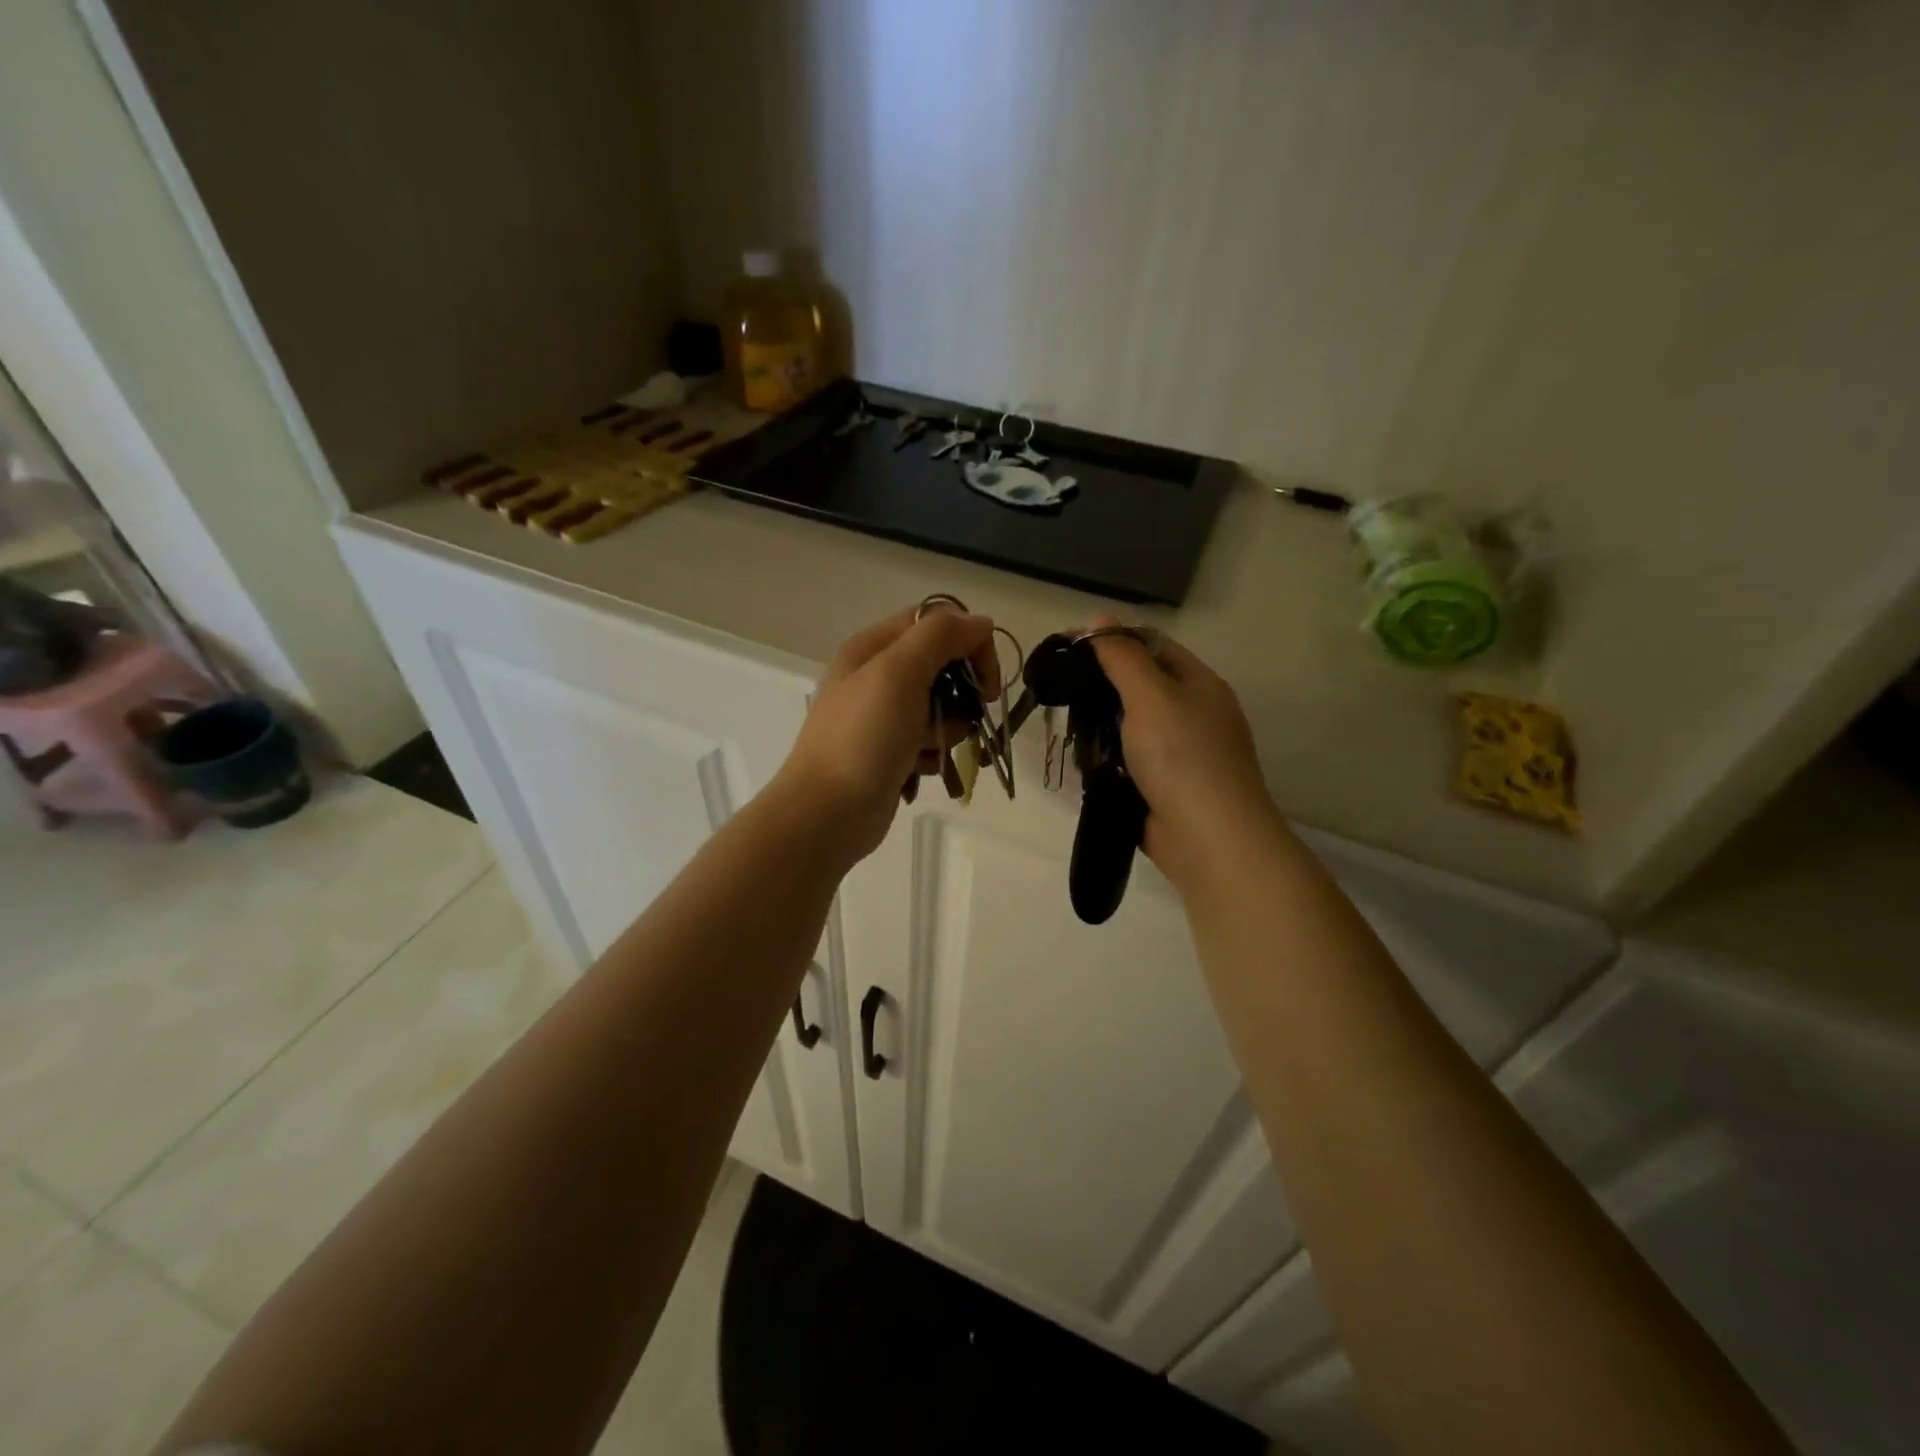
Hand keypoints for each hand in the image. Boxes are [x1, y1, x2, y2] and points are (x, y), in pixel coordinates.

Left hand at [771, 604, 1000, 864]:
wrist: (826, 813)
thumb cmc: (863, 738)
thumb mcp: (899, 673)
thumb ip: (941, 637)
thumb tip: (980, 623)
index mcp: (873, 647)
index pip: (937, 622)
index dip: (969, 643)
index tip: (987, 683)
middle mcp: (876, 675)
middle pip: (942, 665)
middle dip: (961, 693)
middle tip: (962, 718)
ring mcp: (882, 717)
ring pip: (941, 708)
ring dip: (948, 729)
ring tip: (929, 750)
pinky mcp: (890, 752)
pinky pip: (929, 742)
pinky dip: (932, 755)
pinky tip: (919, 771)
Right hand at [1088, 625, 1283, 893]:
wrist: (1208, 838)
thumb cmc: (1182, 757)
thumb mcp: (1150, 696)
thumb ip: (1122, 657)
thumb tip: (1099, 618)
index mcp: (1198, 683)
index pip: (1152, 646)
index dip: (1113, 641)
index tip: (1071, 649)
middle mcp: (1193, 713)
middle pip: (1141, 687)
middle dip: (1103, 688)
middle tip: (1063, 691)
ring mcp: (1181, 752)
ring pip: (1131, 727)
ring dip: (1102, 727)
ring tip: (1068, 726)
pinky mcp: (1165, 786)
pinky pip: (1130, 761)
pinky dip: (1108, 760)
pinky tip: (1084, 761)